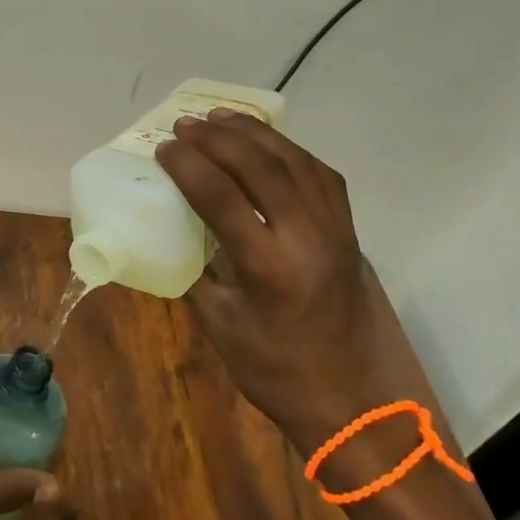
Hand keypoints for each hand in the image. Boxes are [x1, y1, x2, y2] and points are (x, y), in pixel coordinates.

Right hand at [153, 111, 449, 457]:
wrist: (355, 402)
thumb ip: (198, 272)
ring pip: (296, 161)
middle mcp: (308, 237)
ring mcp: (335, 231)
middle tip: (186, 123)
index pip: (221, 197)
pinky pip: (320, 175)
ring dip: (255, 134)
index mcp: (270, 266)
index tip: (164, 148)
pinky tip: (268, 145)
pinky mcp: (349, 232)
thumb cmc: (277, 372)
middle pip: (261, 166)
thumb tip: (176, 233)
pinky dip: (289, 151)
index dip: (188, 166)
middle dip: (218, 138)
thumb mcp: (221, 326)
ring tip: (222, 117)